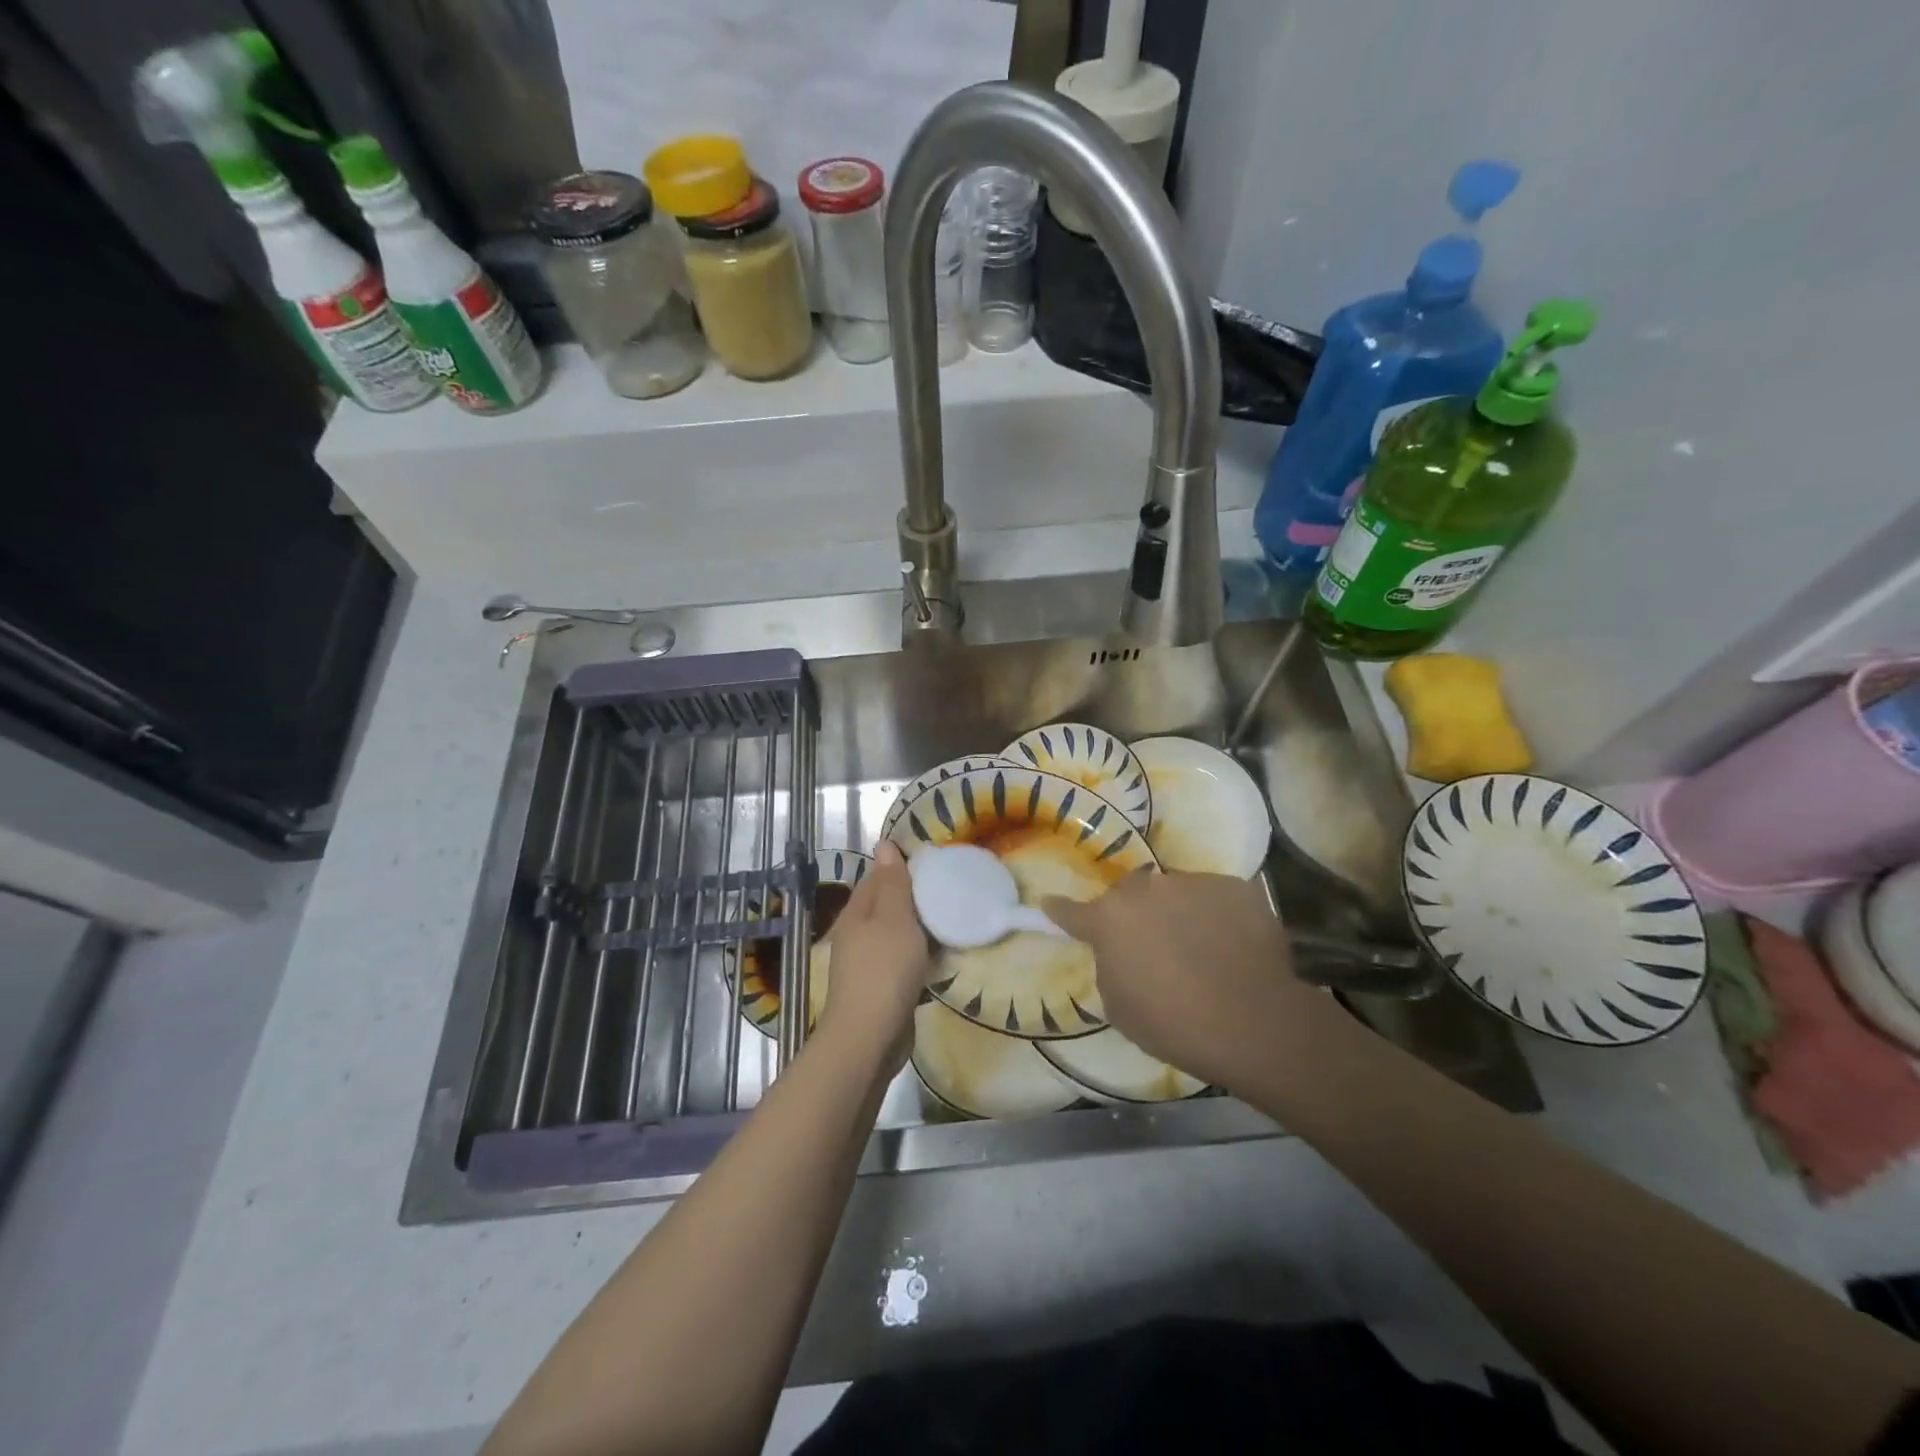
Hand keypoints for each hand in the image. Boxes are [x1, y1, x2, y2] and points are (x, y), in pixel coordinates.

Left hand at [815, 841, 930, 1074]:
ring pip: (897, 934)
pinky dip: (921, 955)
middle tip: (951, 889)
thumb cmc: (884, 970)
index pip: (878, 876)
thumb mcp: (893, 918)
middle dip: (915, 897)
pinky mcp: (882, 987)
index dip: (903, 867)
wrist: (869, 1037)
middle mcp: (858, 933)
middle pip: (888, 905)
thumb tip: (883, 844)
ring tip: (953, 918)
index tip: (936, 863)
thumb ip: (891, 882)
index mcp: (857, 911)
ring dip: (920, 927)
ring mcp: (868, 962)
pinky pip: (904, 960)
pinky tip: (942, 956)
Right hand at [1044, 870, 1322, 1091]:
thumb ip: (1110, 965)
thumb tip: (1120, 951)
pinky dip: (1217, 917)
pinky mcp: (1234, 887)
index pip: (1072, 911)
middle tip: (1154, 947)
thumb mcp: (1119, 1006)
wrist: (1253, 1021)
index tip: (1051, 904)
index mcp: (1109, 919)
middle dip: (1136, 915)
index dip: (1061, 911)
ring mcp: (1192, 882)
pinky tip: (1232, 947)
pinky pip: (1215, 898)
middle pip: (1131, 895)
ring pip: (1175, 893)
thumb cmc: (1173, 1023)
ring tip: (1201, 949)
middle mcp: (1146, 888)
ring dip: (1178, 914)